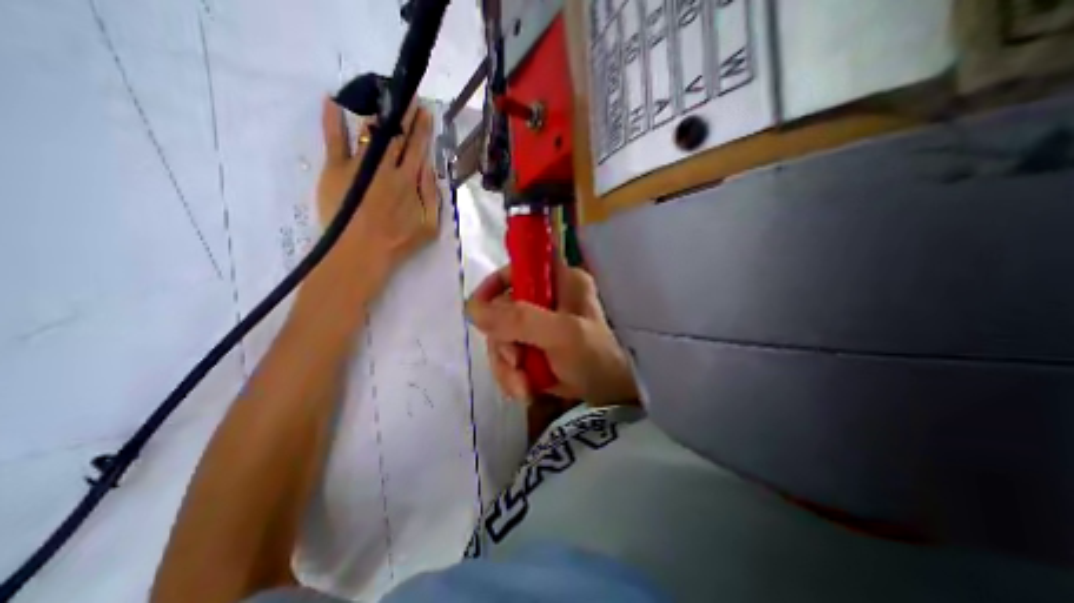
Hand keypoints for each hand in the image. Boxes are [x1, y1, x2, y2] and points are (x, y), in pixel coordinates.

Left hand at [315, 97, 437, 281]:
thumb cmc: (398, 242)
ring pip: (370, 132)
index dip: (421, 129)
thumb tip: (430, 169)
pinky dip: (332, 120)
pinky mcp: (335, 169)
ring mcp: (360, 165)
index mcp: (409, 181)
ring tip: (381, 95)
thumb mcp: (429, 225)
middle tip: (407, 96)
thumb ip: (432, 196)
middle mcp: (386, 167)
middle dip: (403, 115)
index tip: (424, 111)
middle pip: (396, 135)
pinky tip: (332, 101)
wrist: (361, 253)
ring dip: (378, 113)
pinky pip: (333, 139)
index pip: (417, 148)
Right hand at [463, 260, 635, 404]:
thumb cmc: (595, 359)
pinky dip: (511, 375)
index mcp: (561, 280)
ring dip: (506, 366)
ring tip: (522, 387)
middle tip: (515, 364)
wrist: (609, 396)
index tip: (479, 309)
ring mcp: (539, 323)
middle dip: (503, 342)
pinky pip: (508, 355)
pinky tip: (525, 390)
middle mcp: (547, 297)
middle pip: (503, 308)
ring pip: (502, 335)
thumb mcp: (562, 335)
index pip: (520, 266)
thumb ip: (520, 320)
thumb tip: (472, 309)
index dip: (496, 283)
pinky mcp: (534, 345)